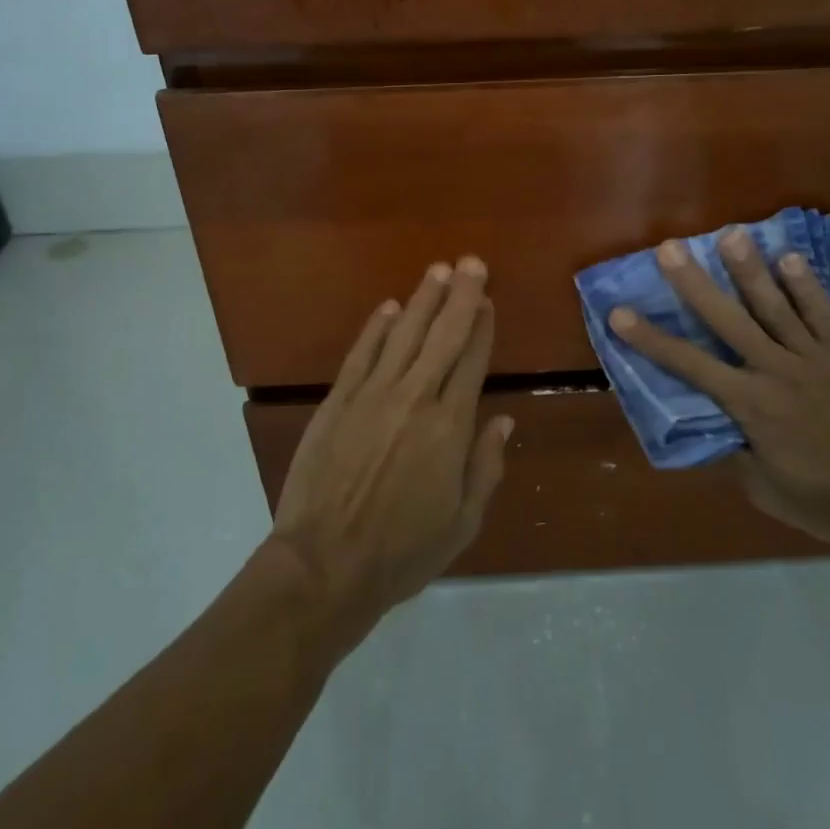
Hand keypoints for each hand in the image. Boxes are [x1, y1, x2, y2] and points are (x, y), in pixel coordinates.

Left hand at [270, 257, 509, 642]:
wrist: (325, 566)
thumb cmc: (403, 552)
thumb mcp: (462, 521)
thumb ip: (485, 466)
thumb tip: (504, 420)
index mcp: (451, 427)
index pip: (472, 362)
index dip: (482, 327)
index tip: (488, 300)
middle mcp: (415, 399)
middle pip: (443, 336)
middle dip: (460, 296)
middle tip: (471, 262)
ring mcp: (372, 396)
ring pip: (404, 335)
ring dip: (423, 300)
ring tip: (439, 271)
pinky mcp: (337, 402)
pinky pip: (361, 354)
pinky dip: (376, 328)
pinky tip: (389, 308)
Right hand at [608, 229, 829, 544]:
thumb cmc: (829, 501)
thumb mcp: (767, 490)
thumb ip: (734, 456)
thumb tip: (710, 431)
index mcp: (749, 404)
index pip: (688, 364)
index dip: (650, 339)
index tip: (620, 314)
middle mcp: (774, 369)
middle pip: (727, 319)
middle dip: (694, 283)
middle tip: (670, 248)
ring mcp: (814, 357)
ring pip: (774, 306)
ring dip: (749, 270)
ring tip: (730, 235)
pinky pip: (823, 314)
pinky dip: (806, 286)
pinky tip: (790, 258)